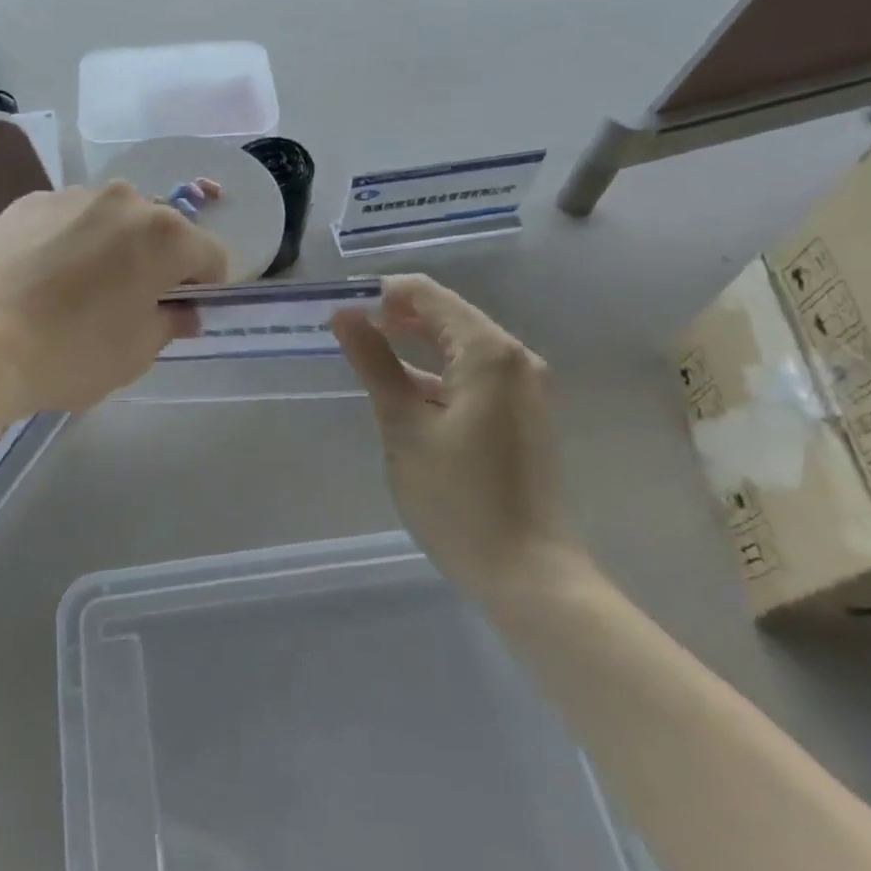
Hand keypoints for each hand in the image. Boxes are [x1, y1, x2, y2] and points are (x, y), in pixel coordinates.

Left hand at [0, 181, 228, 418]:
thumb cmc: (70, 353)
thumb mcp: (136, 353)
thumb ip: (171, 323)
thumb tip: (182, 312)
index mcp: (164, 234)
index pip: (211, 255)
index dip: (205, 287)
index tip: (181, 313)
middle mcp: (124, 199)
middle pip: (161, 229)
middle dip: (158, 261)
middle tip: (129, 302)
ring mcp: (72, 195)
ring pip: (112, 219)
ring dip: (113, 246)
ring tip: (79, 289)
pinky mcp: (29, 201)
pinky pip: (68, 218)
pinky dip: (69, 240)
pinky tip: (42, 277)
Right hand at [332, 275, 586, 599]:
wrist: (530, 576)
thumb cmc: (459, 499)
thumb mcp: (404, 426)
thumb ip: (374, 363)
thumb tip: (344, 315)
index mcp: (488, 351)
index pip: (426, 294)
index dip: (380, 294)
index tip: (340, 311)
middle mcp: (513, 358)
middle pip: (445, 314)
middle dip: (393, 317)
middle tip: (345, 333)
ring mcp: (522, 387)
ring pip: (457, 344)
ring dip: (412, 345)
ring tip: (365, 357)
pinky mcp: (520, 414)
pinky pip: (471, 372)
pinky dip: (434, 371)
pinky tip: (403, 391)